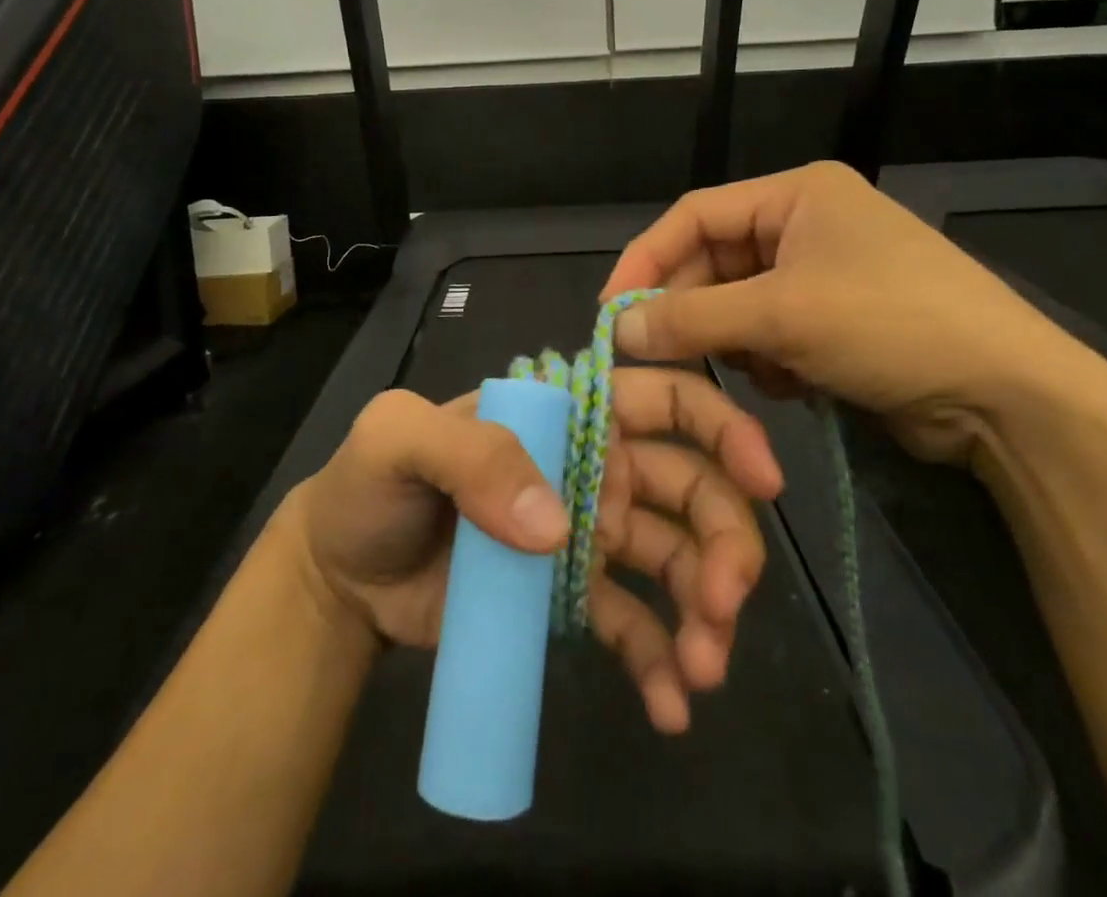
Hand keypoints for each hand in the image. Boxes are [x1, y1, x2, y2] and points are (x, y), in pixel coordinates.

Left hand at [285, 369, 784, 733]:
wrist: (343, 576)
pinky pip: (636, 625)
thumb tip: (560, 528)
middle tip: (724, 603)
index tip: (763, 479)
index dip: (719, 428)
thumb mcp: (398, 440)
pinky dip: (663, 662)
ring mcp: (587, 536)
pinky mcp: (572, 599)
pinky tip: (672, 707)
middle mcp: (591, 467)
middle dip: (724, 538)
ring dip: (707, 608)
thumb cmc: (373, 485)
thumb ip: (472, 454)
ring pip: (676, 558)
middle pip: (688, 487)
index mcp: (565, 414)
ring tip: (703, 668)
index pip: (660, 399)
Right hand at [600, 160, 1106, 466]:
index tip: (612, 310)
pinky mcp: (836, 320)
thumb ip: (691, 317)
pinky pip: (770, 332)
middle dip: (693, 311)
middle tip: (660, 355)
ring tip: (763, 370)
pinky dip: (769, 360)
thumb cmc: (891, 325)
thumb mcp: (782, 315)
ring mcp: (824, 273)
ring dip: (736, 341)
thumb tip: (616, 328)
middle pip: (715, 262)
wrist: (1009, 397)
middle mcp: (806, 223)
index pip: (694, 215)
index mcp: (796, 194)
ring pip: (739, 304)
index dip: (646, 259)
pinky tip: (796, 383)